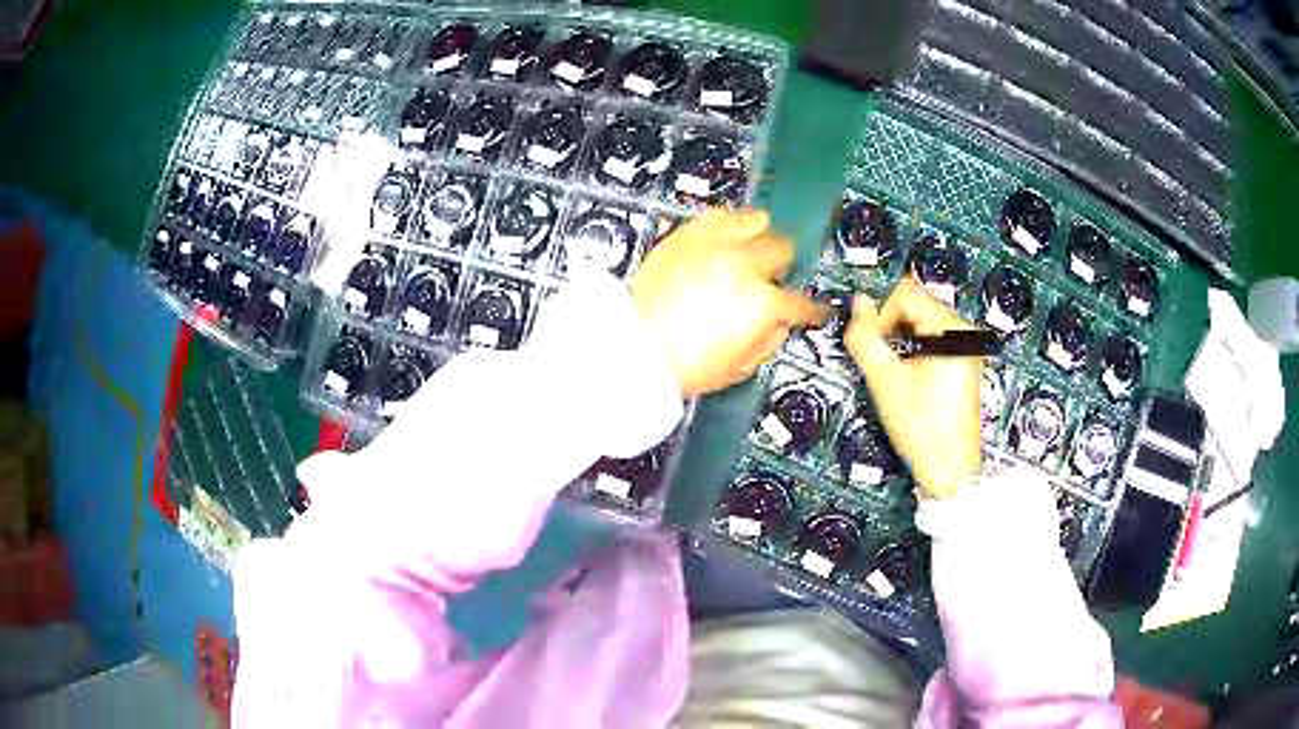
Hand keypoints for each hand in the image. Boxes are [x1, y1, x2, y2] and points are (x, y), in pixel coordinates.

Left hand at [630, 209, 826, 396]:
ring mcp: (715, 243)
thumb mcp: (739, 367)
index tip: (814, 311)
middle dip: (784, 265)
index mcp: (761, 303)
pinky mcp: (687, 234)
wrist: (631, 347)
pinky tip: (723, 239)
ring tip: (749, 250)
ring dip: (759, 235)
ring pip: (756, 218)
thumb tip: (781, 323)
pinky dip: (728, 224)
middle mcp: (744, 264)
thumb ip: (769, 339)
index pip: (802, 302)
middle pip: (783, 248)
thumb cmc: (684, 365)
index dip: (813, 310)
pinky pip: (718, 214)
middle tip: (773, 278)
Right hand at [845, 276, 982, 498]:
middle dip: (891, 329)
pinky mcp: (963, 361)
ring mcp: (966, 346)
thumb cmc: (921, 426)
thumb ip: (865, 337)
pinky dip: (913, 351)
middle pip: (914, 305)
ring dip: (900, 341)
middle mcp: (963, 330)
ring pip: (920, 323)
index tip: (875, 349)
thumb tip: (857, 302)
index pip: (905, 294)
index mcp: (950, 329)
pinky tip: (909, 379)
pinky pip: (931, 339)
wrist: (950, 469)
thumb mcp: (885, 380)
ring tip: (895, 375)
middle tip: (883, 364)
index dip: (881, 315)